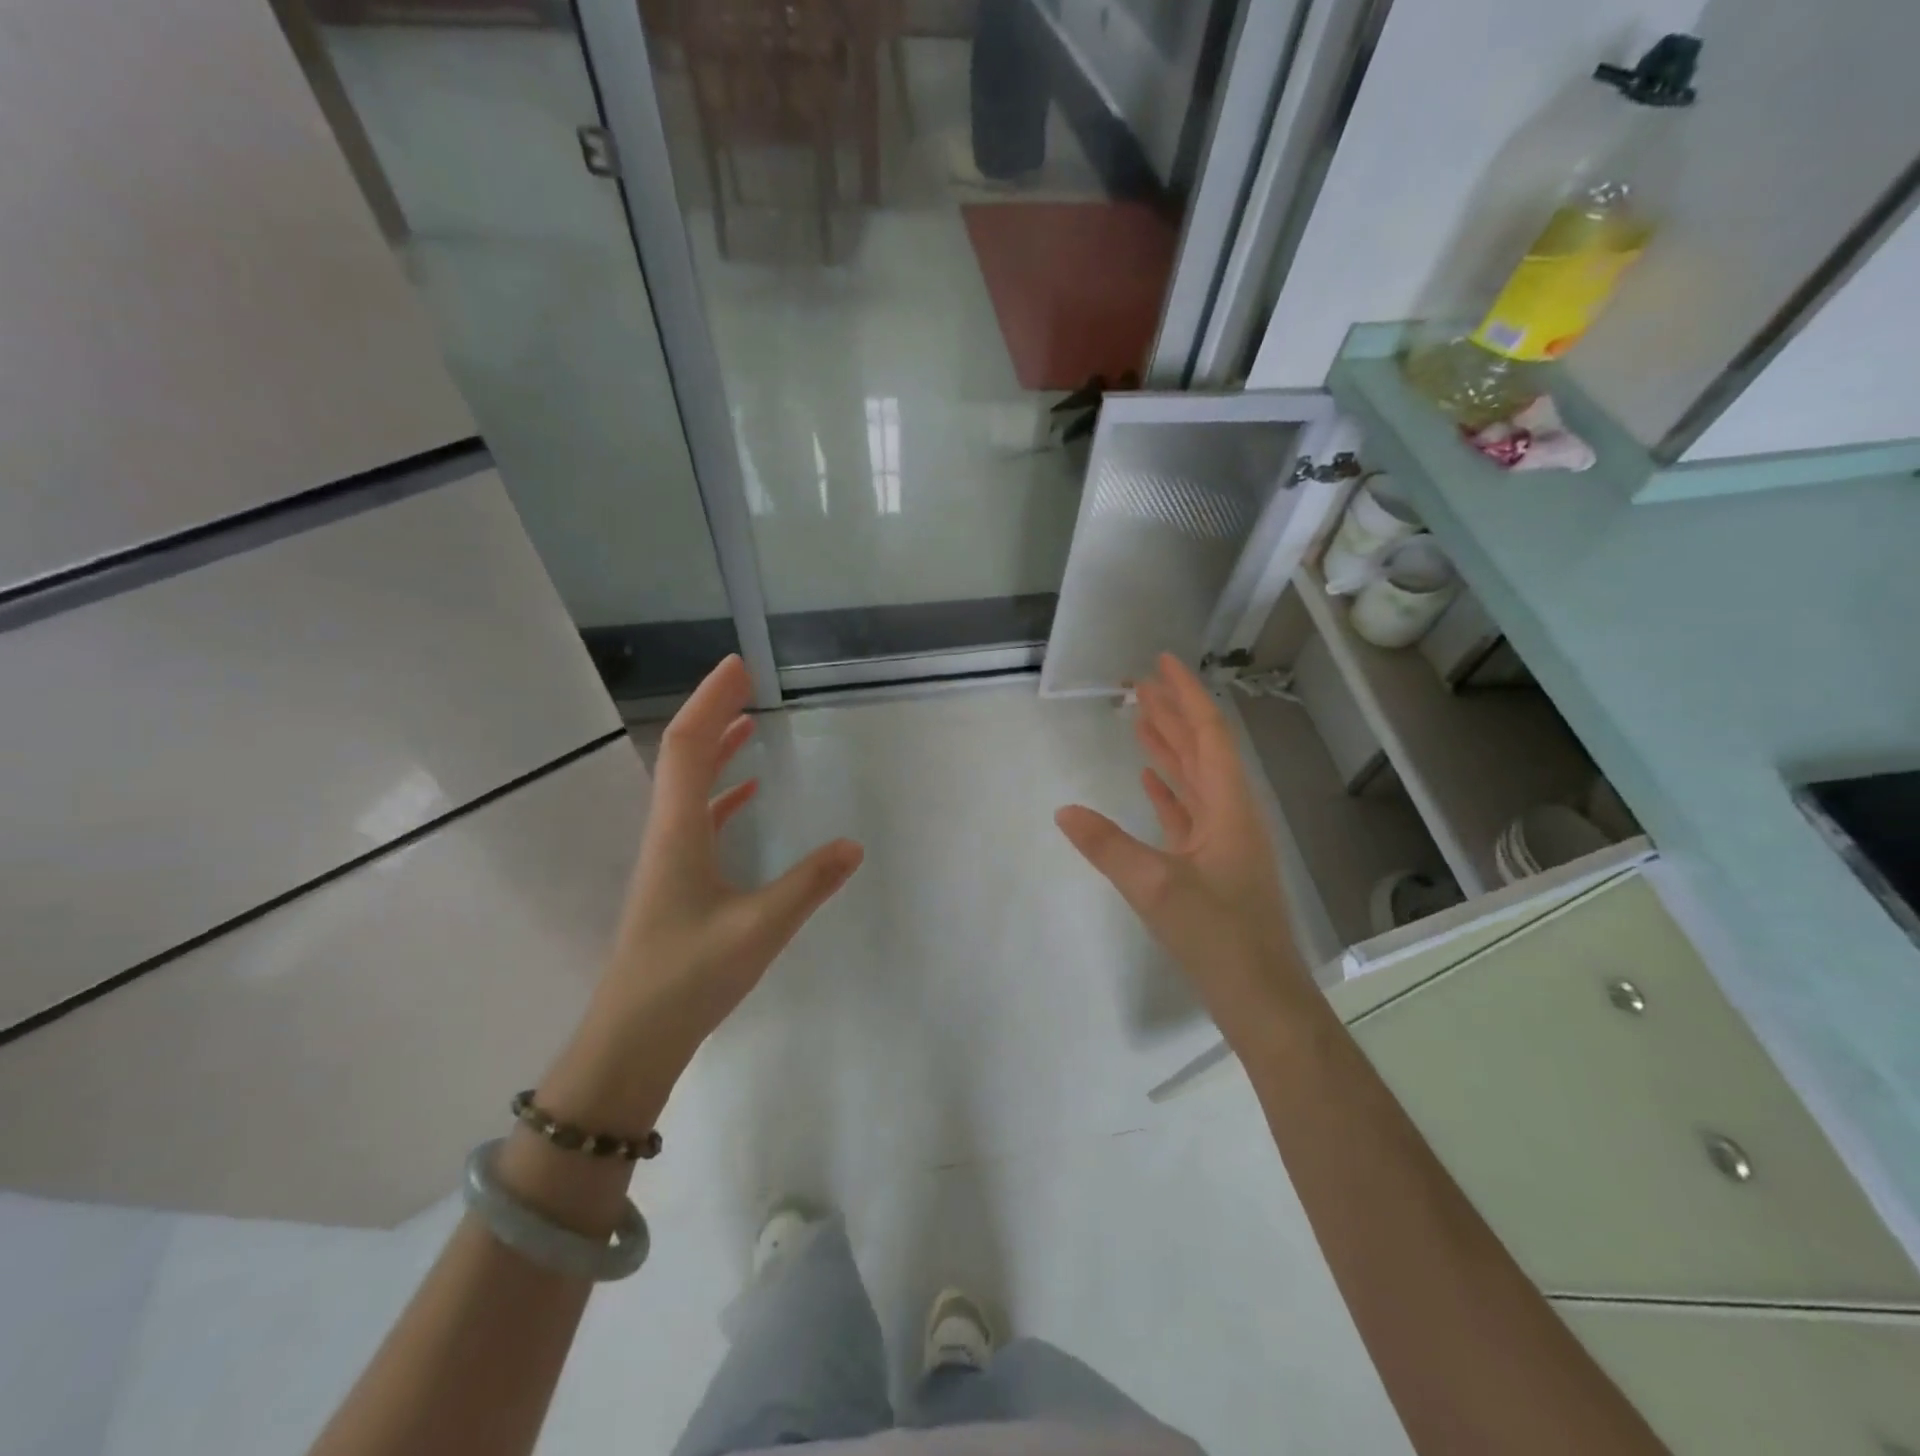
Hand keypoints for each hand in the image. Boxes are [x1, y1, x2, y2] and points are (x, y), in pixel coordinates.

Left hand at [546, 656, 863, 1131]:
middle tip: (748, 680)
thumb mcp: (759, 929)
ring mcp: (669, 857)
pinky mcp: (676, 880)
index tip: (740, 666)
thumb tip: (853, 846)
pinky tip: (747, 793)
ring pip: (689, 784)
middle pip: (684, 754)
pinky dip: (721, 792)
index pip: (688, 746)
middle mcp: (667, 833)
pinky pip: (698, 817)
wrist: (632, 1039)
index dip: (711, 700)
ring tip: (749, 721)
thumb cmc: (687, 978)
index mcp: (678, 831)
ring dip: (715, 747)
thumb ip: (808, 885)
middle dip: (713, 711)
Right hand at [1055, 654, 1308, 1038]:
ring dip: (1168, 747)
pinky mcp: (1212, 864)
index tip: (1162, 663)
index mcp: (1229, 807)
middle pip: (1201, 749)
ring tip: (1139, 717)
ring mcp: (1223, 840)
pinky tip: (1147, 779)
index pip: (1208, 734)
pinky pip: (1187, 812)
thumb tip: (1064, 811)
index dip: (1186, 695)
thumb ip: (1107, 846)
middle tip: (1139, 683)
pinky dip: (1167, 790)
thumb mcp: (1156, 888)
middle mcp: (1231, 814)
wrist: (1261, 998)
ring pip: (1193, 779)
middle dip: (1172, 713)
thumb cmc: (1219, 937)